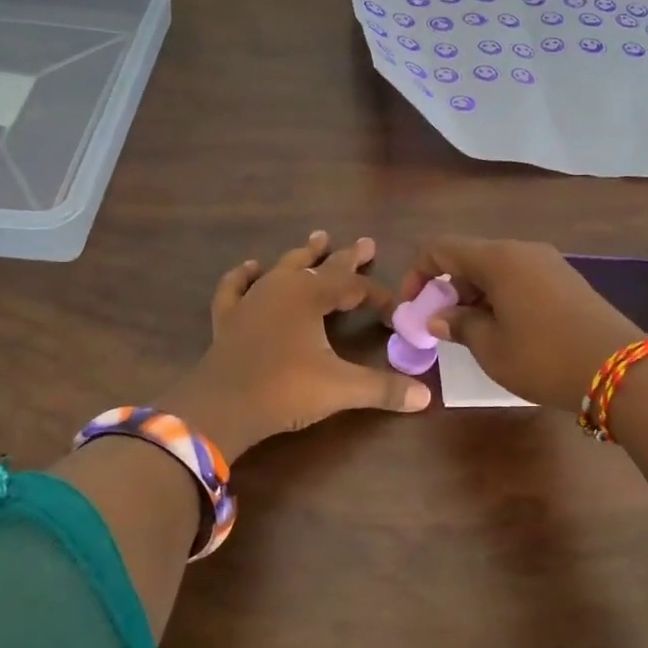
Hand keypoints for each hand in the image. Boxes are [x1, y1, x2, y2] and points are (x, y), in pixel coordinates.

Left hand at [160, 231, 430, 459]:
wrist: (220, 408)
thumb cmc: (284, 390)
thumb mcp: (340, 389)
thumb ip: (383, 389)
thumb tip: (426, 397)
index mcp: (310, 295)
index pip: (354, 287)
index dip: (379, 297)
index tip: (396, 314)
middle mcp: (282, 288)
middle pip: (321, 266)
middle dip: (346, 257)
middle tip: (367, 244)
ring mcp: (251, 300)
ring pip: (282, 268)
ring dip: (302, 255)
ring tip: (317, 239)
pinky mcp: (228, 319)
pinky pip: (236, 287)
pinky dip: (244, 276)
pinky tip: (251, 268)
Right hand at [393, 237, 644, 409]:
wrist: (619, 369)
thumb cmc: (543, 357)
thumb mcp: (491, 347)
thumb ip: (460, 325)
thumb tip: (440, 316)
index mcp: (498, 258)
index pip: (441, 249)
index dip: (418, 274)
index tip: (413, 308)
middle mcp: (523, 250)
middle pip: (471, 257)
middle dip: (448, 288)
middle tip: (442, 326)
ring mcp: (550, 264)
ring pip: (497, 270)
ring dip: (476, 295)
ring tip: (472, 333)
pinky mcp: (568, 281)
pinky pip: (521, 279)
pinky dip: (502, 298)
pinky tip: (506, 330)